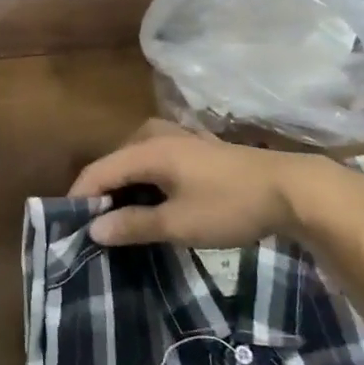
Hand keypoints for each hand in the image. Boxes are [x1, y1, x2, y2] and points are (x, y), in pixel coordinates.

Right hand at [69, 119, 363, 248]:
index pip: (98, 171)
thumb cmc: (230, 205)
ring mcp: (180, 137)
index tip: (68, 224)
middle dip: (102, 191)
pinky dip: (147, 179)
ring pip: (136, 159)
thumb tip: (94, 229)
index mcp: (147, 150)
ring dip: (126, 185)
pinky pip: (157, 159)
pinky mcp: (198, 147)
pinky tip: (155, 199)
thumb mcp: (178, 223)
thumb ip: (133, 224)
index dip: (79, 196)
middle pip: (115, 162)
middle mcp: (157, 135)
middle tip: (97, 225)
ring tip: (123, 215)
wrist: (295, 190)